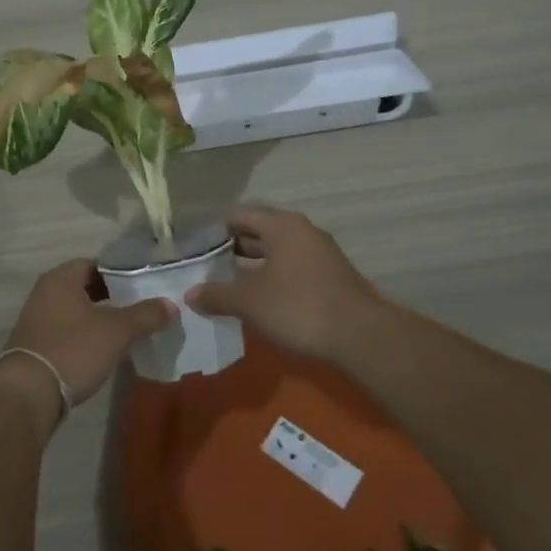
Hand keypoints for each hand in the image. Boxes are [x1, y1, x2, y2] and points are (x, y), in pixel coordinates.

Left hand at [0, 259, 174, 432]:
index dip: (120, 272)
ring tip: (127, 330)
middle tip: (140, 308)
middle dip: (112, 297)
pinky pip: (66, 331)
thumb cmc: (73, 349)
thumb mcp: (116, 331)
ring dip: (99, 318)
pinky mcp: (35, 345)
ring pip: (76, 310)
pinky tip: (103, 350)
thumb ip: (145, 315)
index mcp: (61, 278)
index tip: (143, 284)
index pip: (95, 263)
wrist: (27, 394)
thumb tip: (171, 305)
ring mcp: (36, 319)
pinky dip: (85, 335)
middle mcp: (45, 292)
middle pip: (85, 287)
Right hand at [185, 207, 387, 360]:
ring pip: (278, 253)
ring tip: (230, 286)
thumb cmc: (298, 306)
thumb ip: (217, 295)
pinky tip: (261, 301)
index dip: (216, 230)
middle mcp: (302, 231)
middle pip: (260, 233)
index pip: (241, 216)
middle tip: (208, 269)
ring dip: (254, 267)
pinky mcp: (331, 277)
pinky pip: (293, 269)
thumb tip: (190, 294)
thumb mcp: (250, 301)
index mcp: (281, 226)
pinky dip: (274, 279)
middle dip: (234, 250)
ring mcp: (320, 253)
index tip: (198, 249)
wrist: (360, 335)